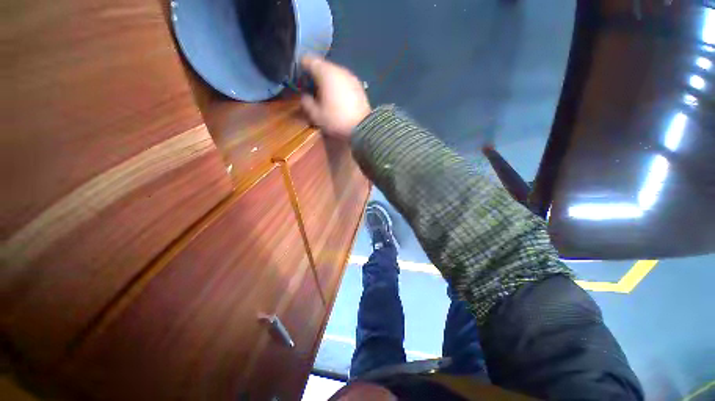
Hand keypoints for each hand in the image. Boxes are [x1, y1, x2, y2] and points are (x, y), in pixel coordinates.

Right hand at [300, 56, 370, 139]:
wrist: (362, 128)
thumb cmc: (336, 120)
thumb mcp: (316, 115)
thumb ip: (306, 102)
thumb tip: (305, 96)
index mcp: (326, 73)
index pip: (308, 60)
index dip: (301, 68)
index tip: (299, 79)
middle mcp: (339, 70)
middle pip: (322, 66)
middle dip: (315, 76)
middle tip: (311, 90)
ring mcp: (351, 77)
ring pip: (334, 74)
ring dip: (327, 82)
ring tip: (325, 96)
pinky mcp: (359, 86)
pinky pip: (344, 82)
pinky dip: (338, 87)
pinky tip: (338, 99)